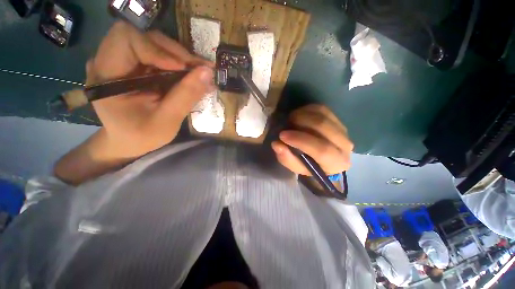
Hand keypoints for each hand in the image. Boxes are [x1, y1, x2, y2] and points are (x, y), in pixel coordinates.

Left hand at [87, 21, 214, 159]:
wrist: (129, 140)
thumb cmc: (142, 135)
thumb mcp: (166, 120)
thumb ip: (186, 96)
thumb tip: (208, 72)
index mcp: (105, 75)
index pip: (127, 39)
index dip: (158, 49)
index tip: (184, 69)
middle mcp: (109, 60)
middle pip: (143, 36)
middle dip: (174, 51)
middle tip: (199, 69)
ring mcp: (123, 61)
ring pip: (154, 43)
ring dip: (180, 57)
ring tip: (200, 72)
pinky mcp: (135, 65)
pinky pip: (158, 54)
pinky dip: (178, 63)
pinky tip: (191, 74)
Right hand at [271, 105, 353, 175]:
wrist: (324, 159)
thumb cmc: (308, 165)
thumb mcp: (296, 167)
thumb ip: (286, 158)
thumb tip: (276, 144)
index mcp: (336, 163)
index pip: (323, 150)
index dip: (301, 141)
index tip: (282, 135)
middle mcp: (345, 146)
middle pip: (323, 127)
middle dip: (301, 122)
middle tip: (286, 124)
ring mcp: (343, 130)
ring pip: (323, 116)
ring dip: (303, 115)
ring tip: (291, 120)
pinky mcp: (338, 119)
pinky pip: (322, 109)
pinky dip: (307, 109)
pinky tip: (299, 115)